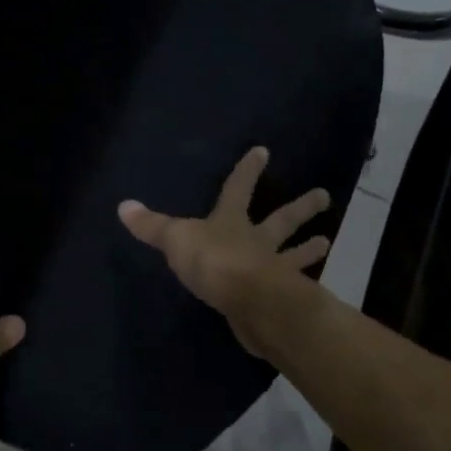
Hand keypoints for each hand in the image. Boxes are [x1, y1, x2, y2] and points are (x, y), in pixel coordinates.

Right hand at [117, 146, 330, 354]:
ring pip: (293, 254)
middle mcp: (257, 241)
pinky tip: (313, 289)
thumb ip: (152, 226)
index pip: (238, 188)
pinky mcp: (279, 298)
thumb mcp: (175, 240)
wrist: (248, 300)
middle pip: (281, 220)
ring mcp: (273, 269)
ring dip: (308, 248)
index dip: (248, 170)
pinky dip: (301, 287)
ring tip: (326, 242)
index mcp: (231, 221)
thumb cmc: (213, 261)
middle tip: (324, 195)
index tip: (264, 151)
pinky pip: (293, 288)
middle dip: (300, 207)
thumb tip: (123, 206)